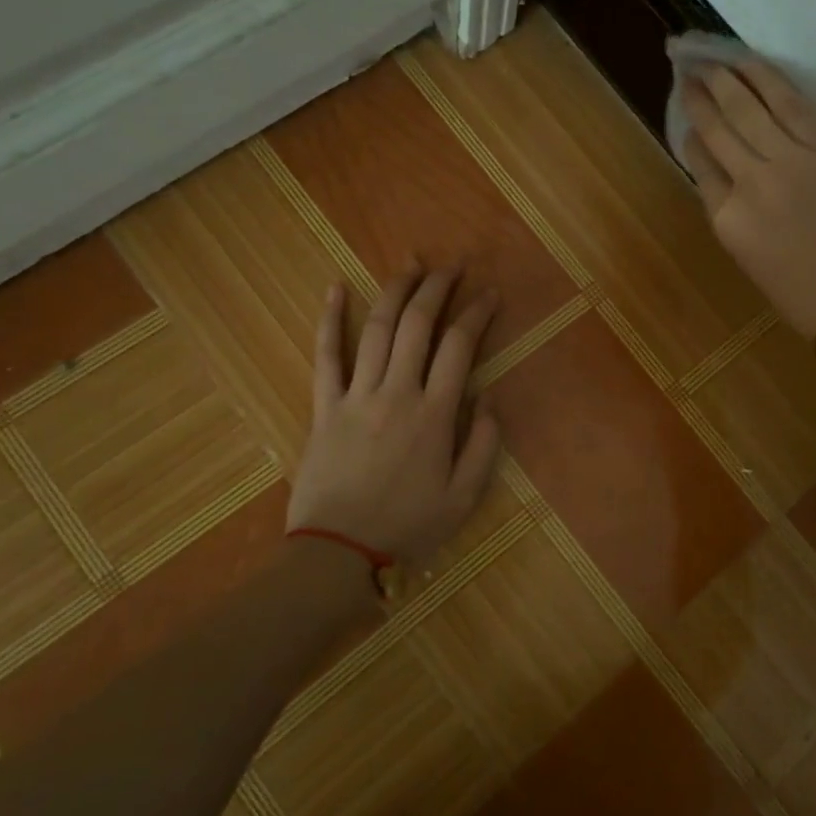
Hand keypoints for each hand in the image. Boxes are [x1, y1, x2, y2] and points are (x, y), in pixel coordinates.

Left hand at [286, 265, 502, 569]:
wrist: (337, 552)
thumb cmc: (406, 526)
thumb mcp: (463, 498)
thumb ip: (483, 446)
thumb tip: (490, 400)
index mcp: (434, 414)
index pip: (460, 347)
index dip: (477, 314)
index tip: (491, 294)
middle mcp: (397, 393)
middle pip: (418, 325)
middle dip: (438, 288)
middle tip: (452, 265)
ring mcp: (356, 396)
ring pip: (377, 330)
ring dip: (395, 291)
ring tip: (411, 263)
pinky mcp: (324, 406)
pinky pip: (325, 356)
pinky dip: (329, 320)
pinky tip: (335, 289)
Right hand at [677, 40, 815, 337]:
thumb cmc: (805, 294)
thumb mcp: (749, 260)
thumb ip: (729, 210)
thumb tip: (719, 167)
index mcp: (729, 220)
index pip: (701, 163)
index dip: (691, 133)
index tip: (686, 113)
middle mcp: (755, 182)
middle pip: (721, 127)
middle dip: (701, 95)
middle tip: (689, 69)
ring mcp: (796, 159)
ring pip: (754, 105)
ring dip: (730, 77)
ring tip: (716, 58)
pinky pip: (796, 103)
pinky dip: (771, 80)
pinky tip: (755, 67)